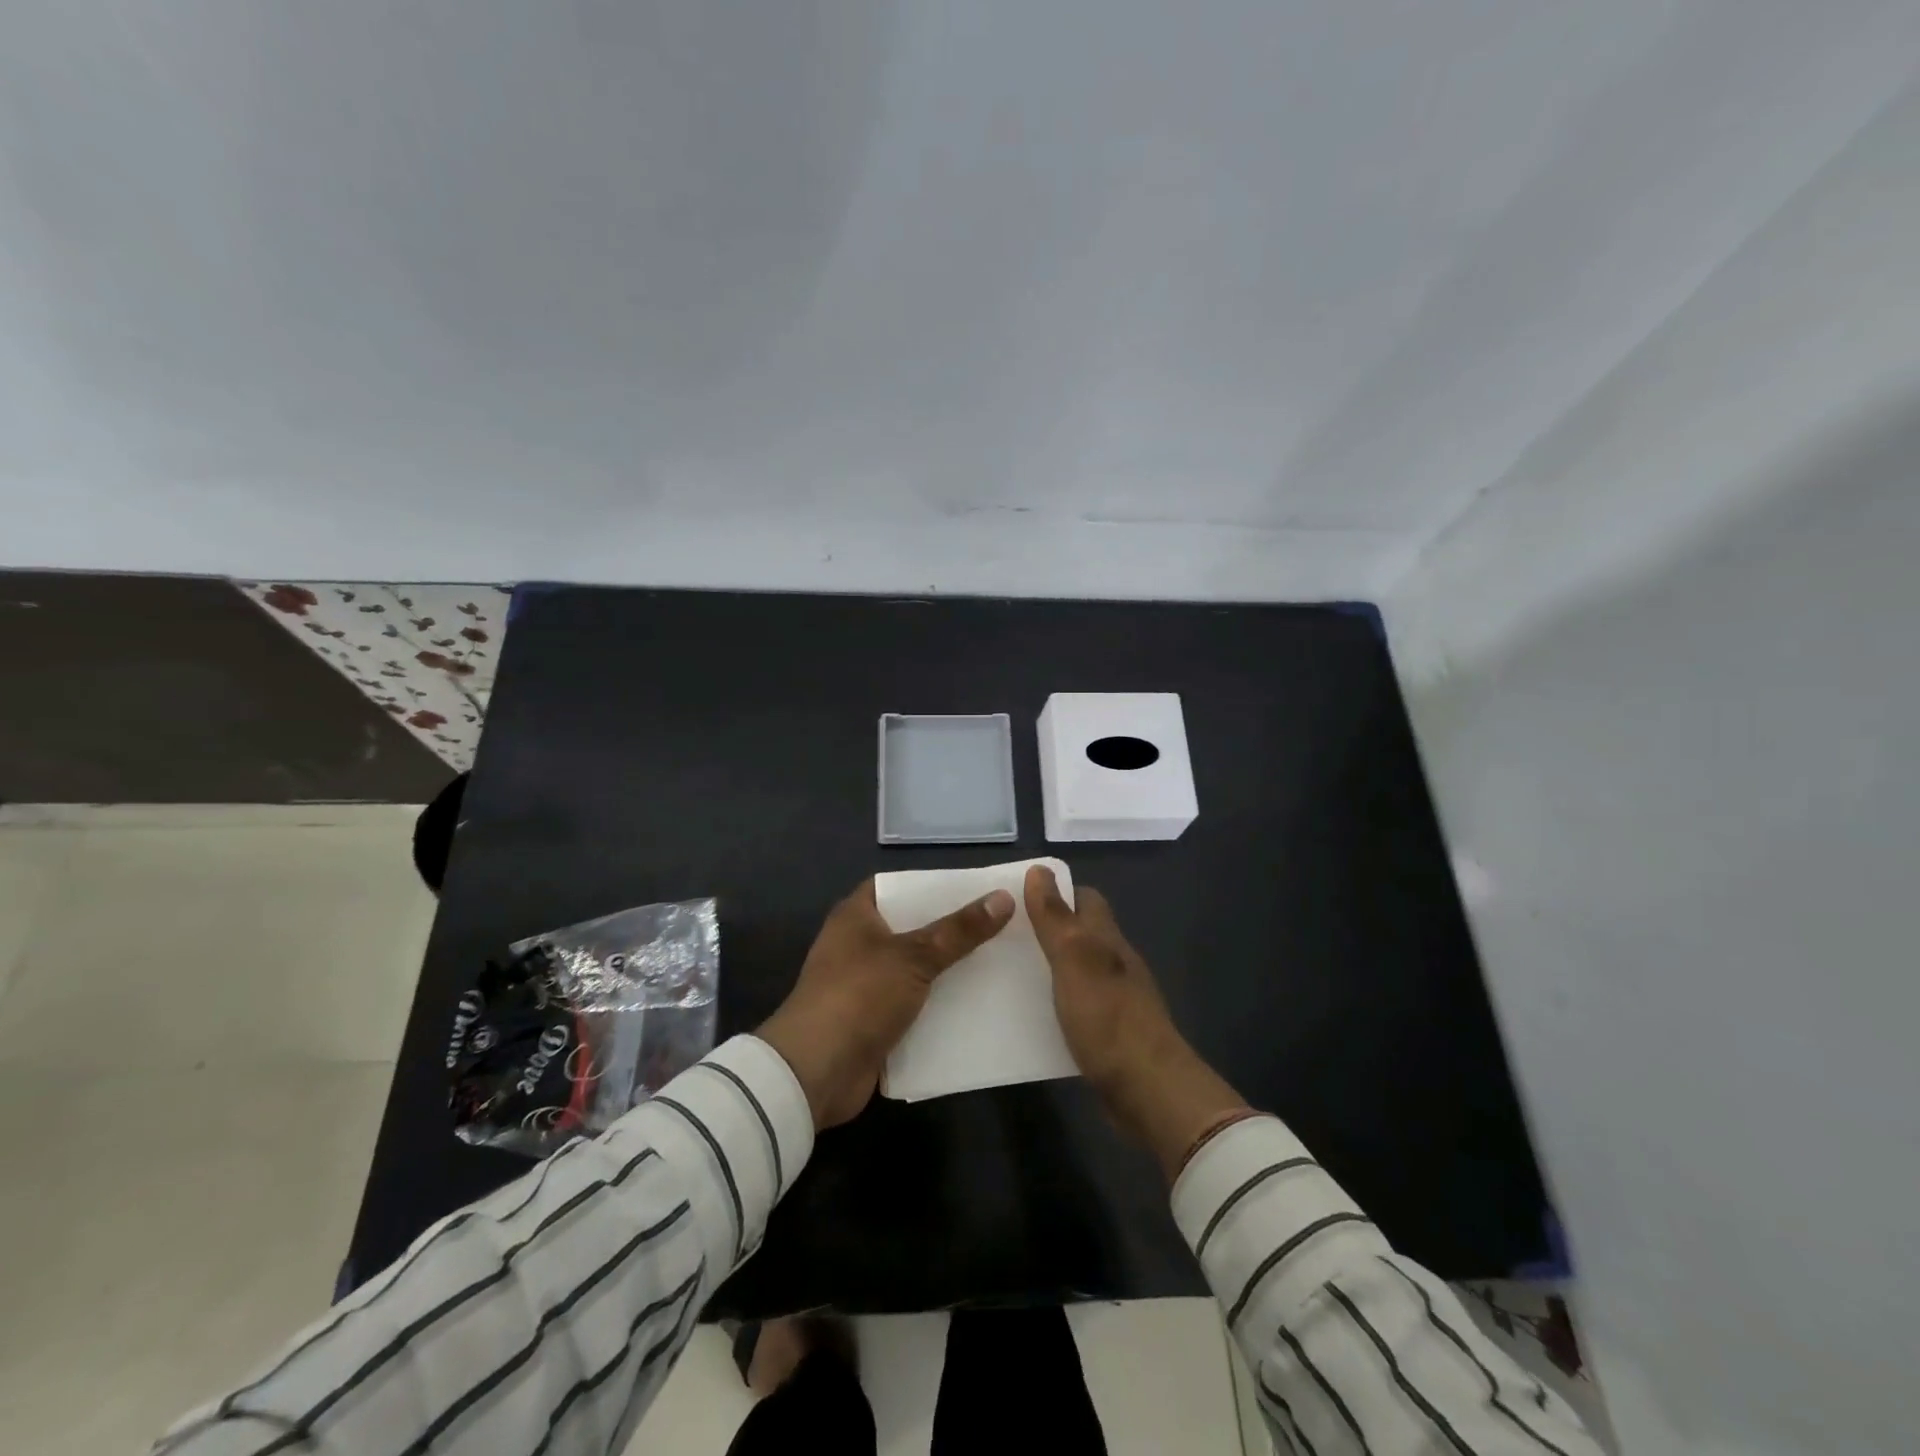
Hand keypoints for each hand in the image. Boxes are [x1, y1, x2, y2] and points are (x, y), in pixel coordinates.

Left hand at [759, 879, 1014, 1129]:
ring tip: (998, 962)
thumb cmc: (859, 995)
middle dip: (950, 930)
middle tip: (998, 925)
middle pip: (912, 928)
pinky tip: (977, 1004)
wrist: (815, 1072)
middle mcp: (857, 945)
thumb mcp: (914, 957)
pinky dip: (939, 1006)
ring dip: (948, 970)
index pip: (898, 887)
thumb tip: (1003, 898)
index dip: (932, 885)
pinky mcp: (872, 1022)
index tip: (974, 888)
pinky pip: (913, 1005)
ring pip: (916, 969)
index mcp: (856, 916)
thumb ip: (959, 931)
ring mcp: (864, 985)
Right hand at [1024, 864, 1249, 1178]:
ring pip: (1080, 970)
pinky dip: (1058, 1003)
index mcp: (1107, 939)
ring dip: (1051, 968)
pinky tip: (1033, 1015)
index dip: (1056, 892)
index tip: (1019, 898)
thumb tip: (1040, 869)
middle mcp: (1115, 963)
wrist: (1148, 1090)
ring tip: (1009, 973)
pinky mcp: (1111, 1033)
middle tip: (1004, 937)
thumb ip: (1055, 917)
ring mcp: (1116, 999)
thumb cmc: (1108, 1017)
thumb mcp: (1073, 959)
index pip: (1085, 899)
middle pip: (1082, 933)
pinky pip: (1079, 1005)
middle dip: (1048, 930)